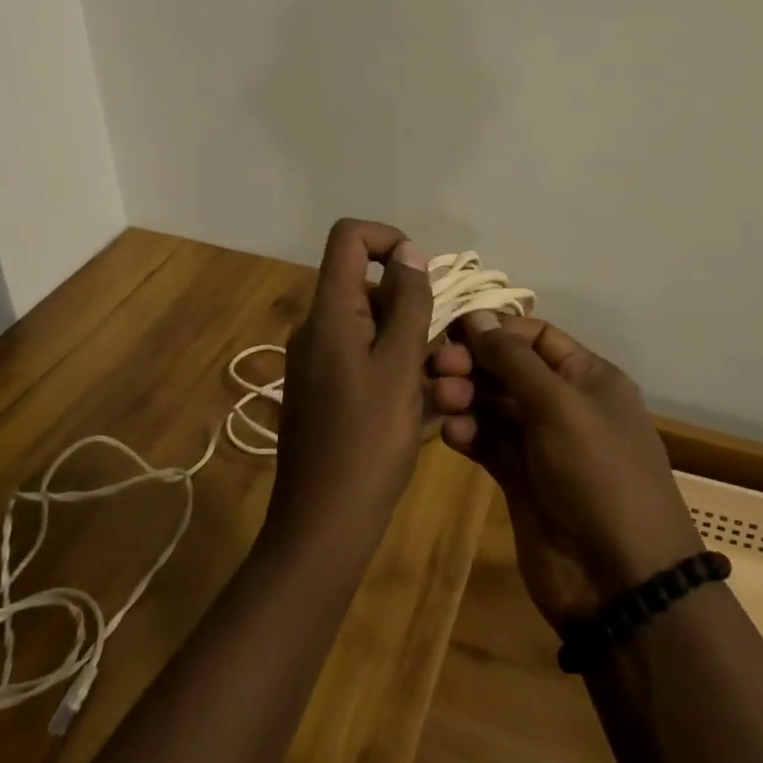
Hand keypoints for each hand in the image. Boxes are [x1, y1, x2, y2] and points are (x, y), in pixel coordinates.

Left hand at [264, 219, 434, 553]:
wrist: (323, 526)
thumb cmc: (367, 442)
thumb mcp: (399, 366)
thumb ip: (408, 303)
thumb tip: (407, 252)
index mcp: (329, 312)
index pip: (348, 237)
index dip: (388, 238)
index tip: (423, 276)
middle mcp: (317, 327)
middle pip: (367, 285)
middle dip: (412, 306)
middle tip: (445, 350)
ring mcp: (318, 360)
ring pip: (372, 326)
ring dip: (412, 344)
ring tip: (444, 387)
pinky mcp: (324, 390)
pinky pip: (364, 358)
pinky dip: (396, 368)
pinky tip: (424, 405)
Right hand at [429, 316, 700, 631]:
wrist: (621, 580)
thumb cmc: (597, 472)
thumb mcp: (559, 404)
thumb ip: (513, 358)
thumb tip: (477, 316)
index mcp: (588, 377)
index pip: (535, 335)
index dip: (496, 329)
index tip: (453, 328)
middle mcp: (565, 404)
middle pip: (509, 368)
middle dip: (473, 363)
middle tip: (437, 366)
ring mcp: (542, 444)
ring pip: (494, 405)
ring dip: (465, 396)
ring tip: (440, 399)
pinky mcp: (520, 480)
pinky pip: (488, 443)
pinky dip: (468, 433)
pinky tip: (451, 433)